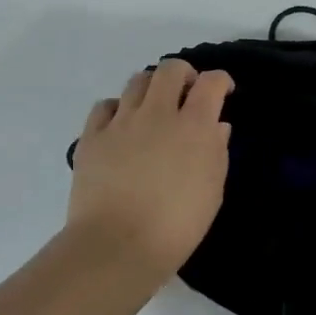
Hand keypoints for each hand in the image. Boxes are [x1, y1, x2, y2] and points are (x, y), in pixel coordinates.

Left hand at [68, 60, 233, 277]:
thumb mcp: (212, 192)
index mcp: (194, 126)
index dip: (221, 81)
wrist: (118, 245)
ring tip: (153, 108)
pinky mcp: (92, 136)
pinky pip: (105, 106)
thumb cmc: (177, 226)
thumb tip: (216, 126)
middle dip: (183, 74)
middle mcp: (158, 113)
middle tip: (186, 93)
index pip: (211, 83)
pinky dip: (117, 109)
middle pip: (171, 69)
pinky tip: (121, 126)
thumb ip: (216, 152)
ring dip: (151, 87)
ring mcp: (121, 122)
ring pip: (137, 81)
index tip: (223, 92)